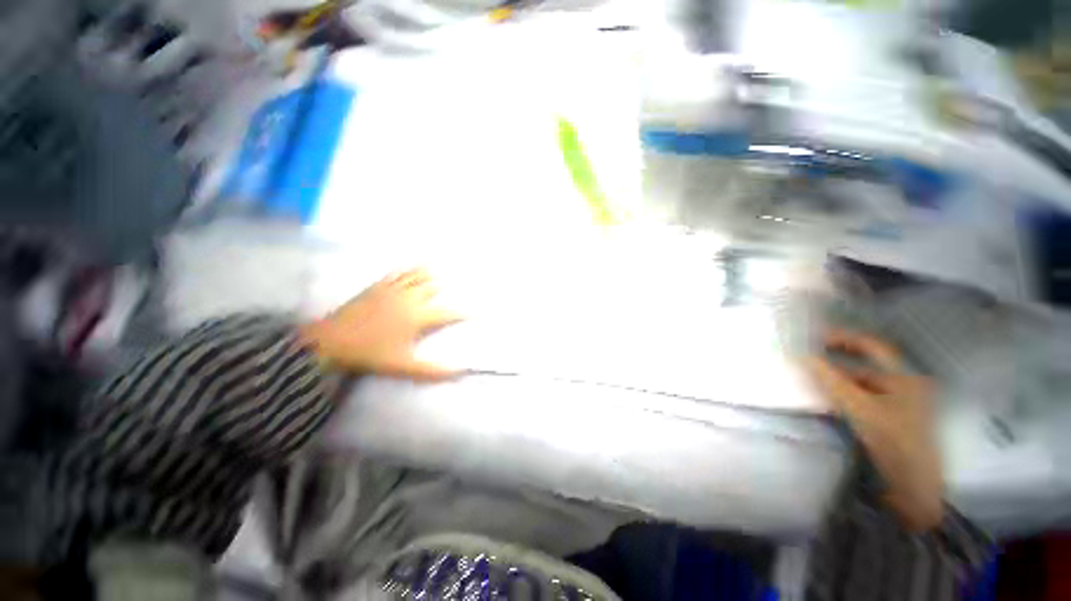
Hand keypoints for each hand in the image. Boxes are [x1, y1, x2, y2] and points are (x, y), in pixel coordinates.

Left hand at [300, 268, 464, 380]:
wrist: (331, 341)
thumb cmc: (370, 354)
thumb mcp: (403, 366)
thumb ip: (432, 371)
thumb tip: (458, 373)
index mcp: (418, 317)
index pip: (448, 313)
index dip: (464, 312)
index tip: (477, 312)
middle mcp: (410, 299)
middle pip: (434, 288)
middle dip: (447, 286)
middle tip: (458, 282)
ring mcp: (393, 290)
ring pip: (417, 277)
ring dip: (430, 273)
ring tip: (440, 269)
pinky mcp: (377, 287)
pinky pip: (397, 274)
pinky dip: (408, 269)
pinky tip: (412, 266)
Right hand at [805, 328, 943, 530]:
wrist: (914, 489)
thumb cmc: (894, 442)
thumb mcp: (861, 409)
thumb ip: (831, 381)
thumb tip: (803, 357)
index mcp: (905, 377)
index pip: (871, 345)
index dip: (842, 338)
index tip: (813, 339)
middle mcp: (903, 385)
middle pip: (864, 364)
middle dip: (835, 360)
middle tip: (806, 358)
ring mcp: (897, 403)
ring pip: (861, 383)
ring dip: (837, 379)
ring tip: (810, 379)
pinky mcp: (889, 419)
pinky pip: (861, 398)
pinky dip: (842, 394)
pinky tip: (826, 399)